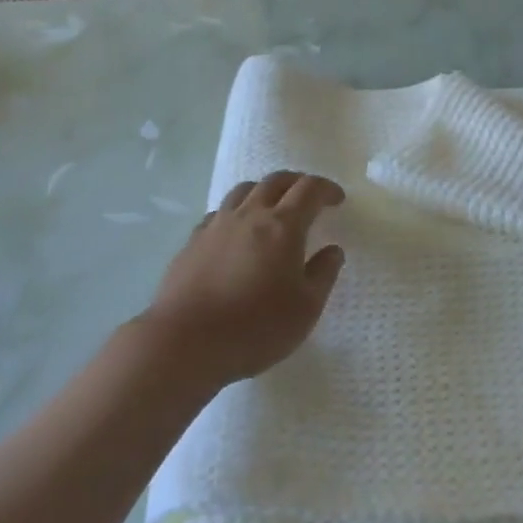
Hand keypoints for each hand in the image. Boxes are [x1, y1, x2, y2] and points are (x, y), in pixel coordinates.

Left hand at [144, 172, 347, 386]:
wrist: (185, 342)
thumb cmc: (256, 327)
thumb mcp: (306, 308)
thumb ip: (323, 274)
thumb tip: (333, 250)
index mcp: (283, 226)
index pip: (309, 190)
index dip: (326, 189)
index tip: (337, 199)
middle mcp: (250, 214)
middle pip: (276, 181)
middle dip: (297, 182)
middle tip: (309, 196)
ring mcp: (217, 225)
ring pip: (243, 190)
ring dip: (264, 190)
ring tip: (272, 206)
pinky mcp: (193, 241)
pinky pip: (219, 212)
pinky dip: (236, 211)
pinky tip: (237, 232)